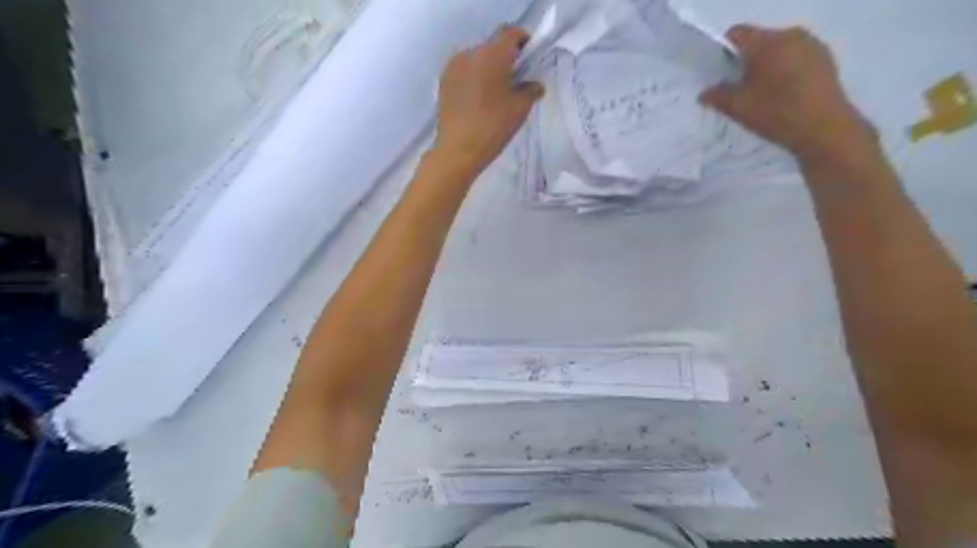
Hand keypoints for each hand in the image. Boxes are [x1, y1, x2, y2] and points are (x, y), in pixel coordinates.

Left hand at [432, 25, 542, 174]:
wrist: (457, 150)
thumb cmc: (493, 126)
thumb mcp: (519, 109)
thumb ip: (531, 90)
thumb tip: (535, 85)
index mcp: (492, 54)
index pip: (511, 33)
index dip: (523, 41)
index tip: (530, 57)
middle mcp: (471, 53)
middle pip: (492, 46)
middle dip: (505, 58)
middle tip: (515, 79)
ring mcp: (454, 67)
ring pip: (477, 59)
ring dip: (488, 69)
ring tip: (496, 93)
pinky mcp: (444, 82)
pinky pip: (464, 72)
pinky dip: (475, 79)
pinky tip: (480, 101)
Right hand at [699, 23, 873, 160]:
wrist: (823, 128)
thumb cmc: (775, 112)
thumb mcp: (737, 107)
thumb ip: (716, 96)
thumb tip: (705, 92)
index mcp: (766, 42)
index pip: (736, 34)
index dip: (723, 51)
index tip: (719, 74)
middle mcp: (790, 34)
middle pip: (758, 41)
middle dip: (746, 61)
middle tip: (739, 88)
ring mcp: (811, 45)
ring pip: (778, 50)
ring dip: (766, 66)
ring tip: (762, 94)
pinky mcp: (825, 59)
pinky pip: (796, 58)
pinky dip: (784, 71)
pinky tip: (783, 95)